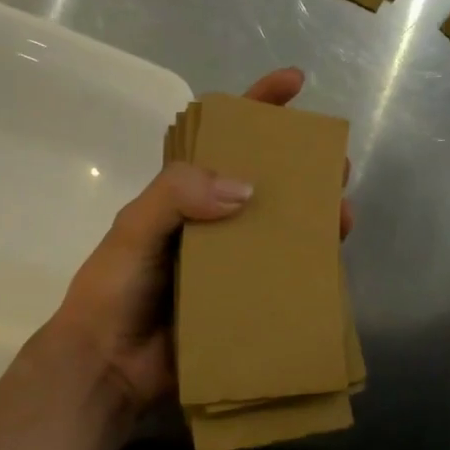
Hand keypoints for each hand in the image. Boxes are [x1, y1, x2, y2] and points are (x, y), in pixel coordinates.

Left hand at [49, 68, 353, 410]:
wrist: (108, 367)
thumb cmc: (114, 289)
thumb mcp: (135, 228)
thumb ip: (178, 195)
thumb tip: (248, 189)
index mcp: (182, 196)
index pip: (221, 138)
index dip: (257, 105)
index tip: (294, 83)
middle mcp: (210, 222)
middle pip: (263, 181)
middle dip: (301, 166)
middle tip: (336, 164)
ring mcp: (229, 263)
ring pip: (280, 228)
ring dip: (313, 217)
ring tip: (342, 214)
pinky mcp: (242, 301)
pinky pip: (281, 276)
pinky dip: (307, 266)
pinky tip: (330, 263)